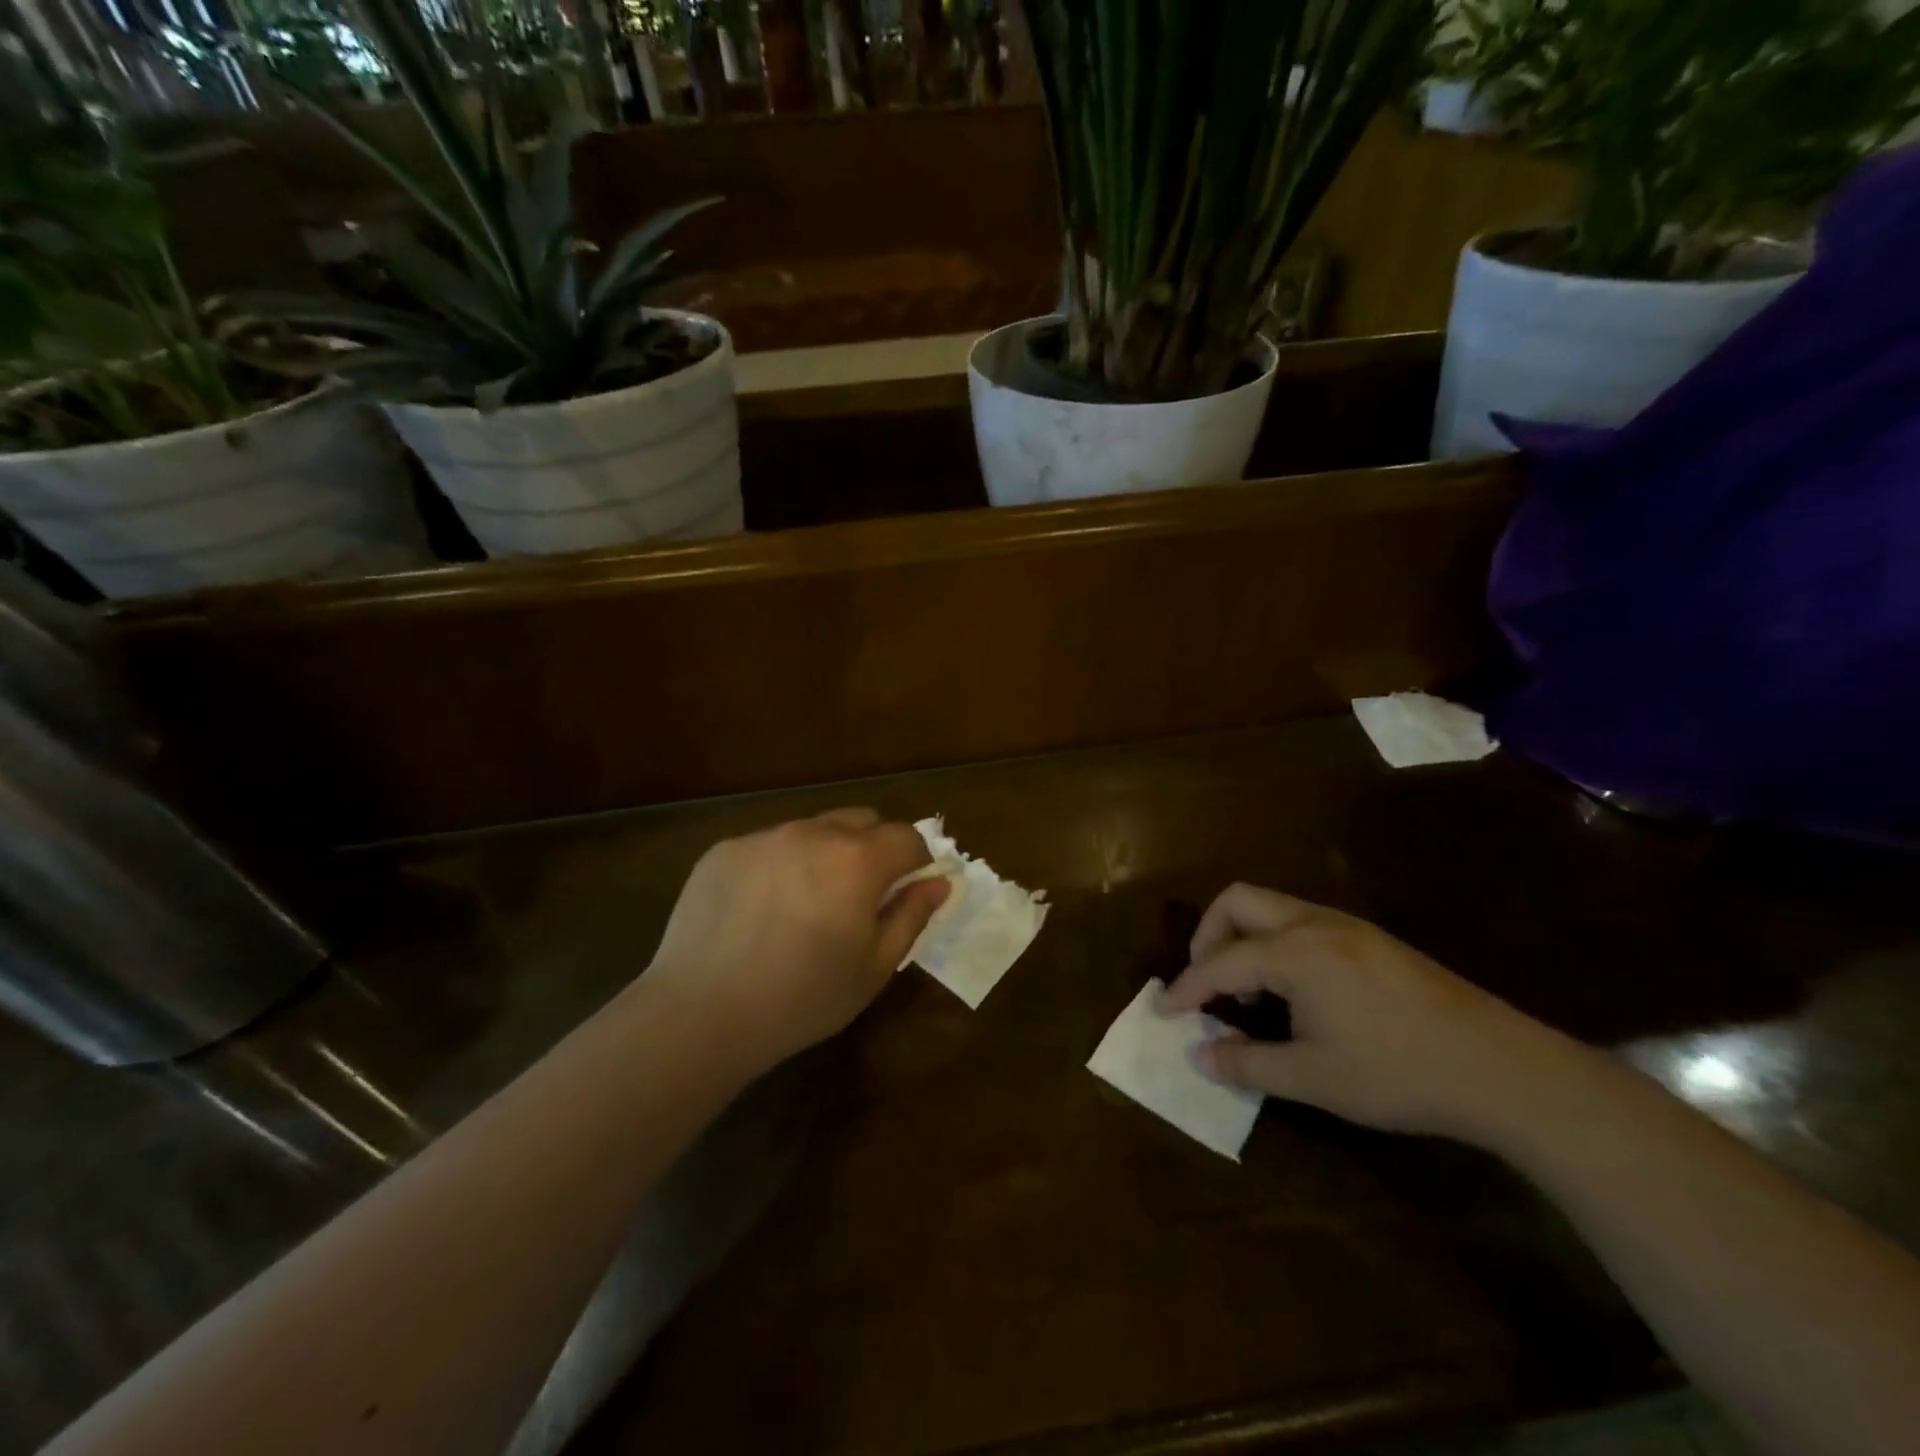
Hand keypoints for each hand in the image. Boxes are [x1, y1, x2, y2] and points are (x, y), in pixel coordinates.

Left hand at [642, 809, 949, 1074]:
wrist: (701, 1013)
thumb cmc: (802, 998)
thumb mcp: (874, 967)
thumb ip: (912, 916)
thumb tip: (938, 882)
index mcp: (858, 860)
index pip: (907, 837)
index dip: (916, 861)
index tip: (905, 892)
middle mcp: (813, 832)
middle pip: (861, 820)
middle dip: (873, 849)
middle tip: (858, 898)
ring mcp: (764, 836)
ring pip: (812, 830)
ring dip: (823, 854)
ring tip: (803, 906)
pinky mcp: (724, 849)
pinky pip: (768, 845)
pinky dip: (778, 866)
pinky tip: (759, 911)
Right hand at [1160, 884, 1580, 1142]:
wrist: (1502, 1069)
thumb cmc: (1398, 1073)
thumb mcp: (1314, 1078)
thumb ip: (1247, 1063)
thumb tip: (1199, 1055)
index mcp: (1295, 952)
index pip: (1220, 961)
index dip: (1187, 987)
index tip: (1164, 1010)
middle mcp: (1315, 923)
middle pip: (1238, 901)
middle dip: (1208, 936)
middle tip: (1206, 982)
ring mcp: (1347, 926)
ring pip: (1272, 906)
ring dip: (1244, 938)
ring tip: (1249, 993)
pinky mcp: (1371, 939)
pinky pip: (1301, 922)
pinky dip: (1276, 944)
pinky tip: (1295, 993)